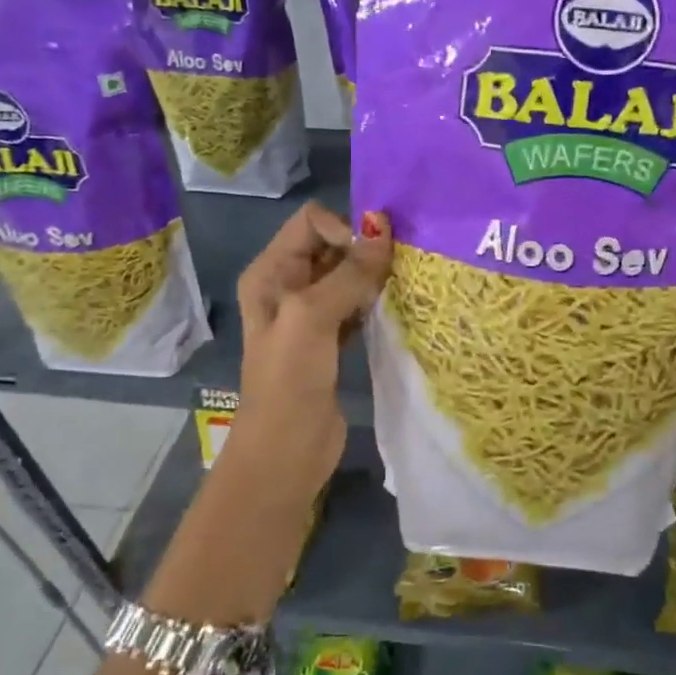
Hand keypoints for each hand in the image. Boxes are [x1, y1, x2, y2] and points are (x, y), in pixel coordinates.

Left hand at [231, 202, 391, 485]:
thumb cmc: (290, 380)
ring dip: (374, 276)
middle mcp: (288, 286)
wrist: (286, 452)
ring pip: (348, 276)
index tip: (374, 258)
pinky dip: (376, 302)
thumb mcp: (312, 318)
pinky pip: (358, 306)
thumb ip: (348, 274)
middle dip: (365, 250)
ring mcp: (310, 316)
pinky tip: (398, 308)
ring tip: (404, 285)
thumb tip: (384, 231)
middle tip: (400, 266)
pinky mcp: (332, 340)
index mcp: (271, 272)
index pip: (312, 222)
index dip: (345, 230)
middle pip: (332, 246)